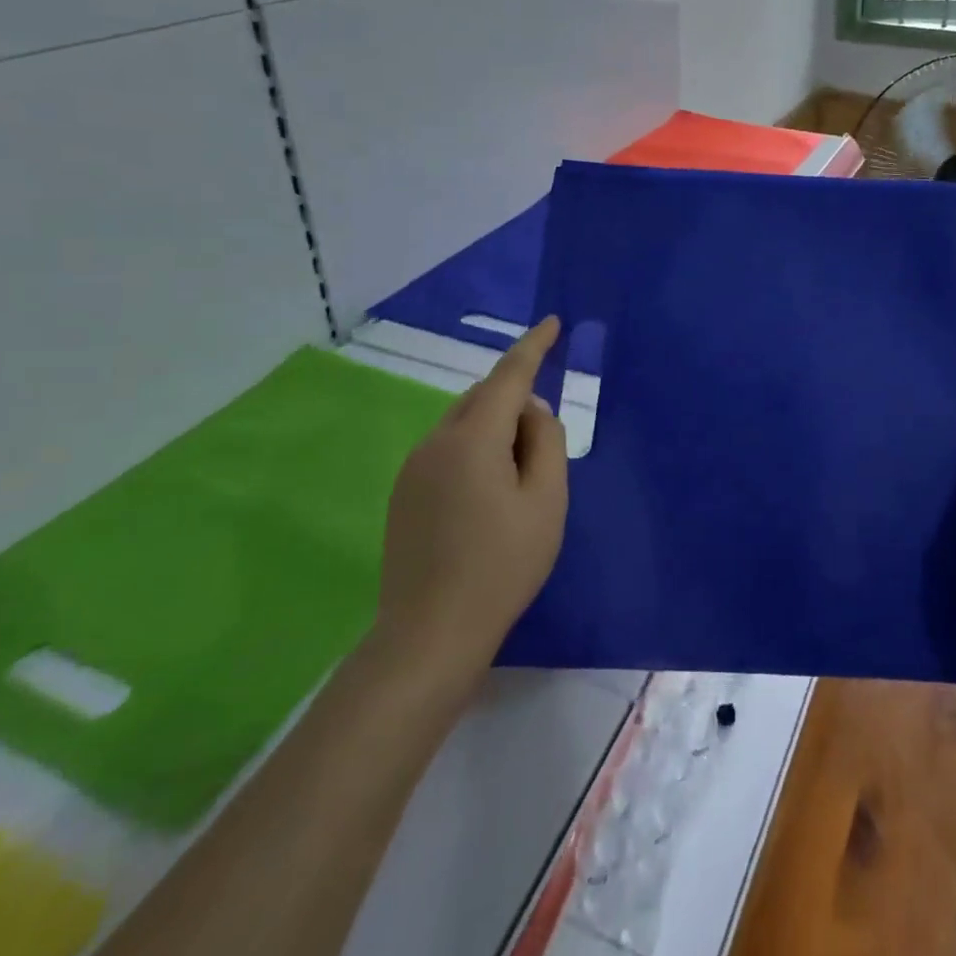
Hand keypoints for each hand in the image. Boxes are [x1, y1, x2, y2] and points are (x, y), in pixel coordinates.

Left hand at [373, 317, 568, 669]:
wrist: (430, 634)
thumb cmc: (502, 564)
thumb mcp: (546, 500)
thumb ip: (546, 441)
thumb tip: (530, 412)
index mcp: (473, 438)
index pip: (508, 376)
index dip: (533, 346)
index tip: (551, 322)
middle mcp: (435, 442)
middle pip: (483, 398)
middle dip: (516, 401)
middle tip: (543, 448)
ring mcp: (413, 468)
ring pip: (464, 424)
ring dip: (495, 430)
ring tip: (518, 481)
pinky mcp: (403, 493)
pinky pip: (447, 449)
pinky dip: (475, 451)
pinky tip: (487, 496)